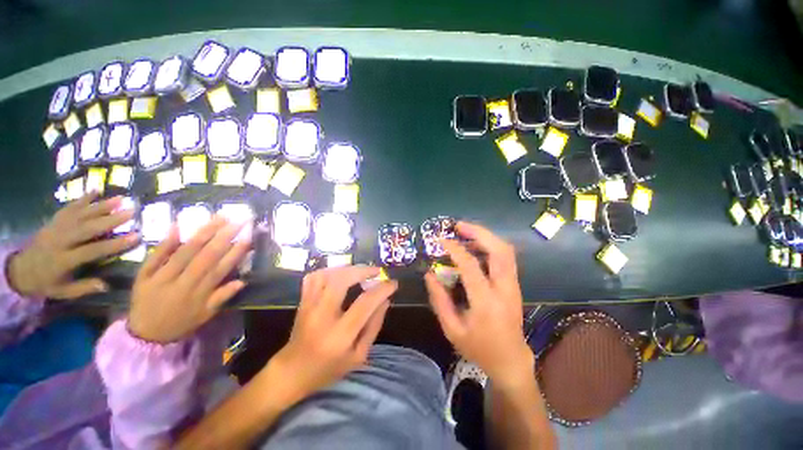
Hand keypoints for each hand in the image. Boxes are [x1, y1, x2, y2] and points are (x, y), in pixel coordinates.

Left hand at [7, 192, 137, 298]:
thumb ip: (83, 288)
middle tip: (131, 211)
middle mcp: (60, 241)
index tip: (136, 236)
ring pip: (80, 215)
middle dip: (110, 219)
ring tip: (121, 198)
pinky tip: (96, 191)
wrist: (20, 269)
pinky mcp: (53, 221)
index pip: (92, 250)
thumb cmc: (45, 282)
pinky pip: (69, 208)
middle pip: (86, 228)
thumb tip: (106, 285)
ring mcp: (56, 228)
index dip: (114, 244)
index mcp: (63, 260)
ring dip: (101, 206)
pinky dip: (83, 198)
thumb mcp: (62, 291)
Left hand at [128, 217, 249, 343]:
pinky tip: (178, 225)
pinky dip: (167, 241)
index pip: (221, 268)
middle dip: (224, 236)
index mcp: (199, 293)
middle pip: (205, 256)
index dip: (235, 252)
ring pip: (184, 251)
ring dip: (203, 233)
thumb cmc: (180, 323)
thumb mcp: (205, 315)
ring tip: (219, 217)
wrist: (144, 335)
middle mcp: (182, 283)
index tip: (247, 237)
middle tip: (238, 220)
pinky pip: (156, 255)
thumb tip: (242, 281)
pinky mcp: (144, 274)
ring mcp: (161, 277)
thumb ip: (222, 297)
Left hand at [269, 266, 396, 401]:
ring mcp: (309, 306)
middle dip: (363, 271)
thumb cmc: (329, 368)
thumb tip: (385, 300)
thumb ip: (374, 326)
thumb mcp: (358, 355)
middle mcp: (322, 315)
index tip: (393, 283)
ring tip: (361, 272)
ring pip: (327, 274)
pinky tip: (341, 274)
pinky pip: (314, 277)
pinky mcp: (302, 301)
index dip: (382, 289)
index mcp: (340, 334)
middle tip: (377, 271)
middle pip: (342, 280)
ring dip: (348, 268)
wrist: (292, 372)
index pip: (365, 303)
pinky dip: (330, 271)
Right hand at [425, 222, 533, 387]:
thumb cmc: (479, 348)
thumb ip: (439, 300)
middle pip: (500, 250)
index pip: (472, 266)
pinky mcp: (514, 284)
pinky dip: (490, 245)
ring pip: (506, 251)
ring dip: (486, 236)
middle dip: (479, 233)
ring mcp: (513, 285)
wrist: (511, 360)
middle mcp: (505, 289)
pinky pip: (505, 257)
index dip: (456, 249)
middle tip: (459, 226)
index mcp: (486, 303)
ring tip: (465, 231)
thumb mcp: (452, 329)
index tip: (442, 240)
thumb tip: (430, 274)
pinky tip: (475, 245)